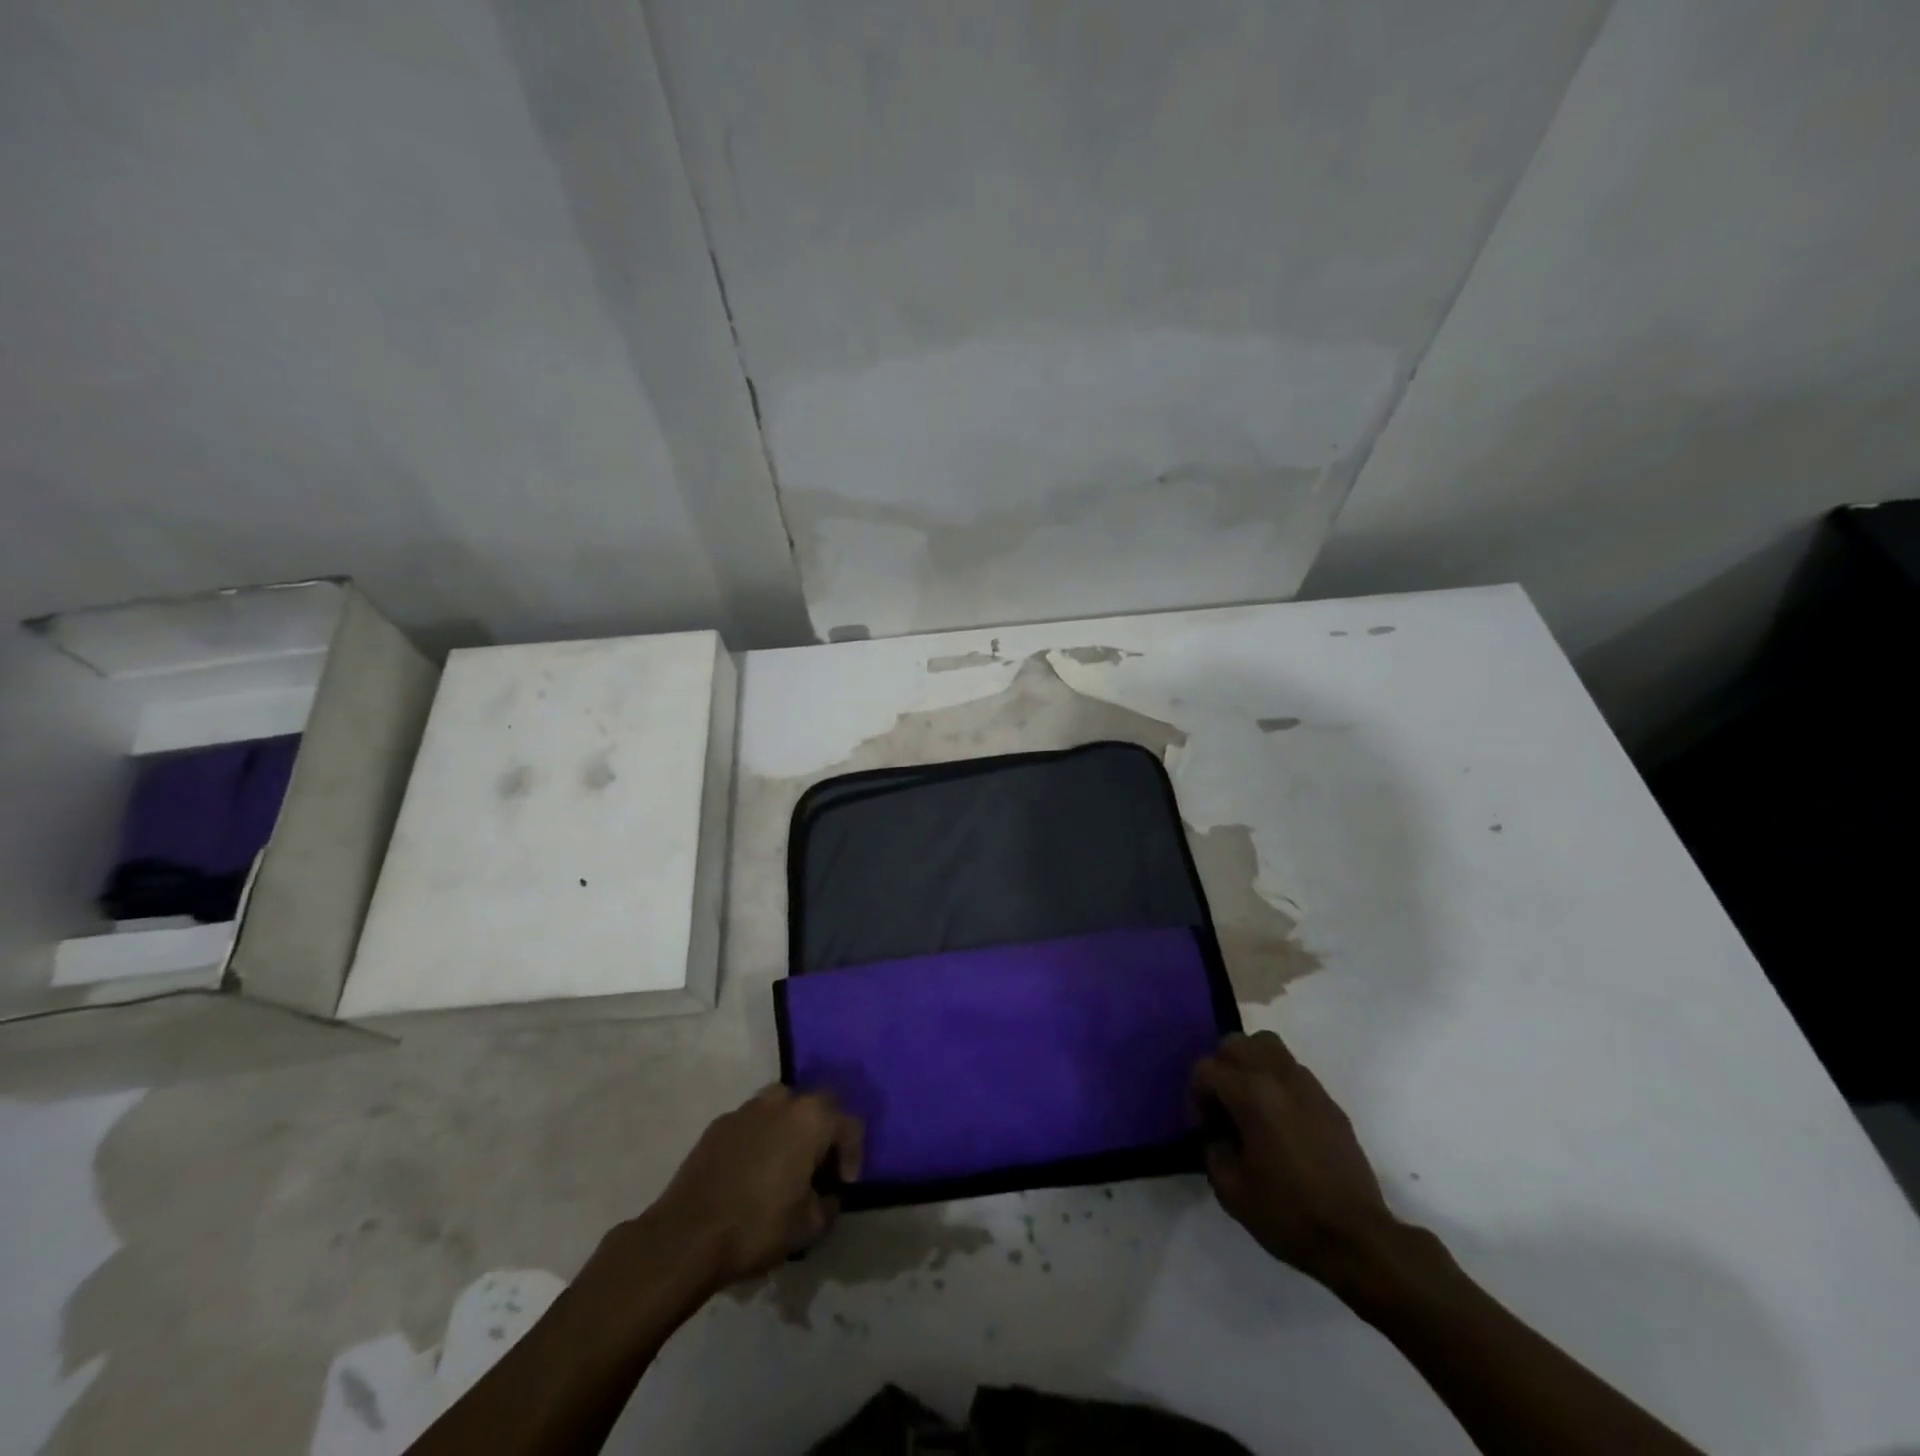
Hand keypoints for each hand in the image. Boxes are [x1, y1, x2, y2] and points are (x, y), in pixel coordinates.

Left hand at [643, 1086, 863, 1287]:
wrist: (686, 1235)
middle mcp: (783, 1100)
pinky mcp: (719, 1123)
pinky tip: (752, 1171)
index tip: (844, 1185)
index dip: (854, 1155)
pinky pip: (753, 1122)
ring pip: (782, 1108)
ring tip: (785, 1165)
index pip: (849, 1124)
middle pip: (817, 1106)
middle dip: (824, 1134)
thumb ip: (830, 1203)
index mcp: (812, 1118)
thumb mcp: (809, 1226)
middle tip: (819, 1169)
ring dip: (791, 1130)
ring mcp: (747, 1108)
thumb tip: (828, 1194)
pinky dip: (761, 1138)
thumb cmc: (757, 1226)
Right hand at [1192, 1031, 1397, 1290]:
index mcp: (1252, 1095)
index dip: (1196, 1096)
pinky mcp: (1329, 1101)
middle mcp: (1279, 1078)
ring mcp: (1308, 1086)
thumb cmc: (1289, 1214)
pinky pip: (1292, 1070)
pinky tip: (1278, 1119)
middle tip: (1221, 1106)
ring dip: (1249, 1064)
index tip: (1204, 1128)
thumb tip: (1215, 1134)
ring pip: (1268, 1046)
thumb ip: (1212, 1150)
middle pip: (1236, 1043)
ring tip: (1248, 1100)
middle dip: (1220, 1068)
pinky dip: (1276, 1080)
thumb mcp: (1231, 1191)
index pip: (1207, 1069)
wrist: (1357, 1239)